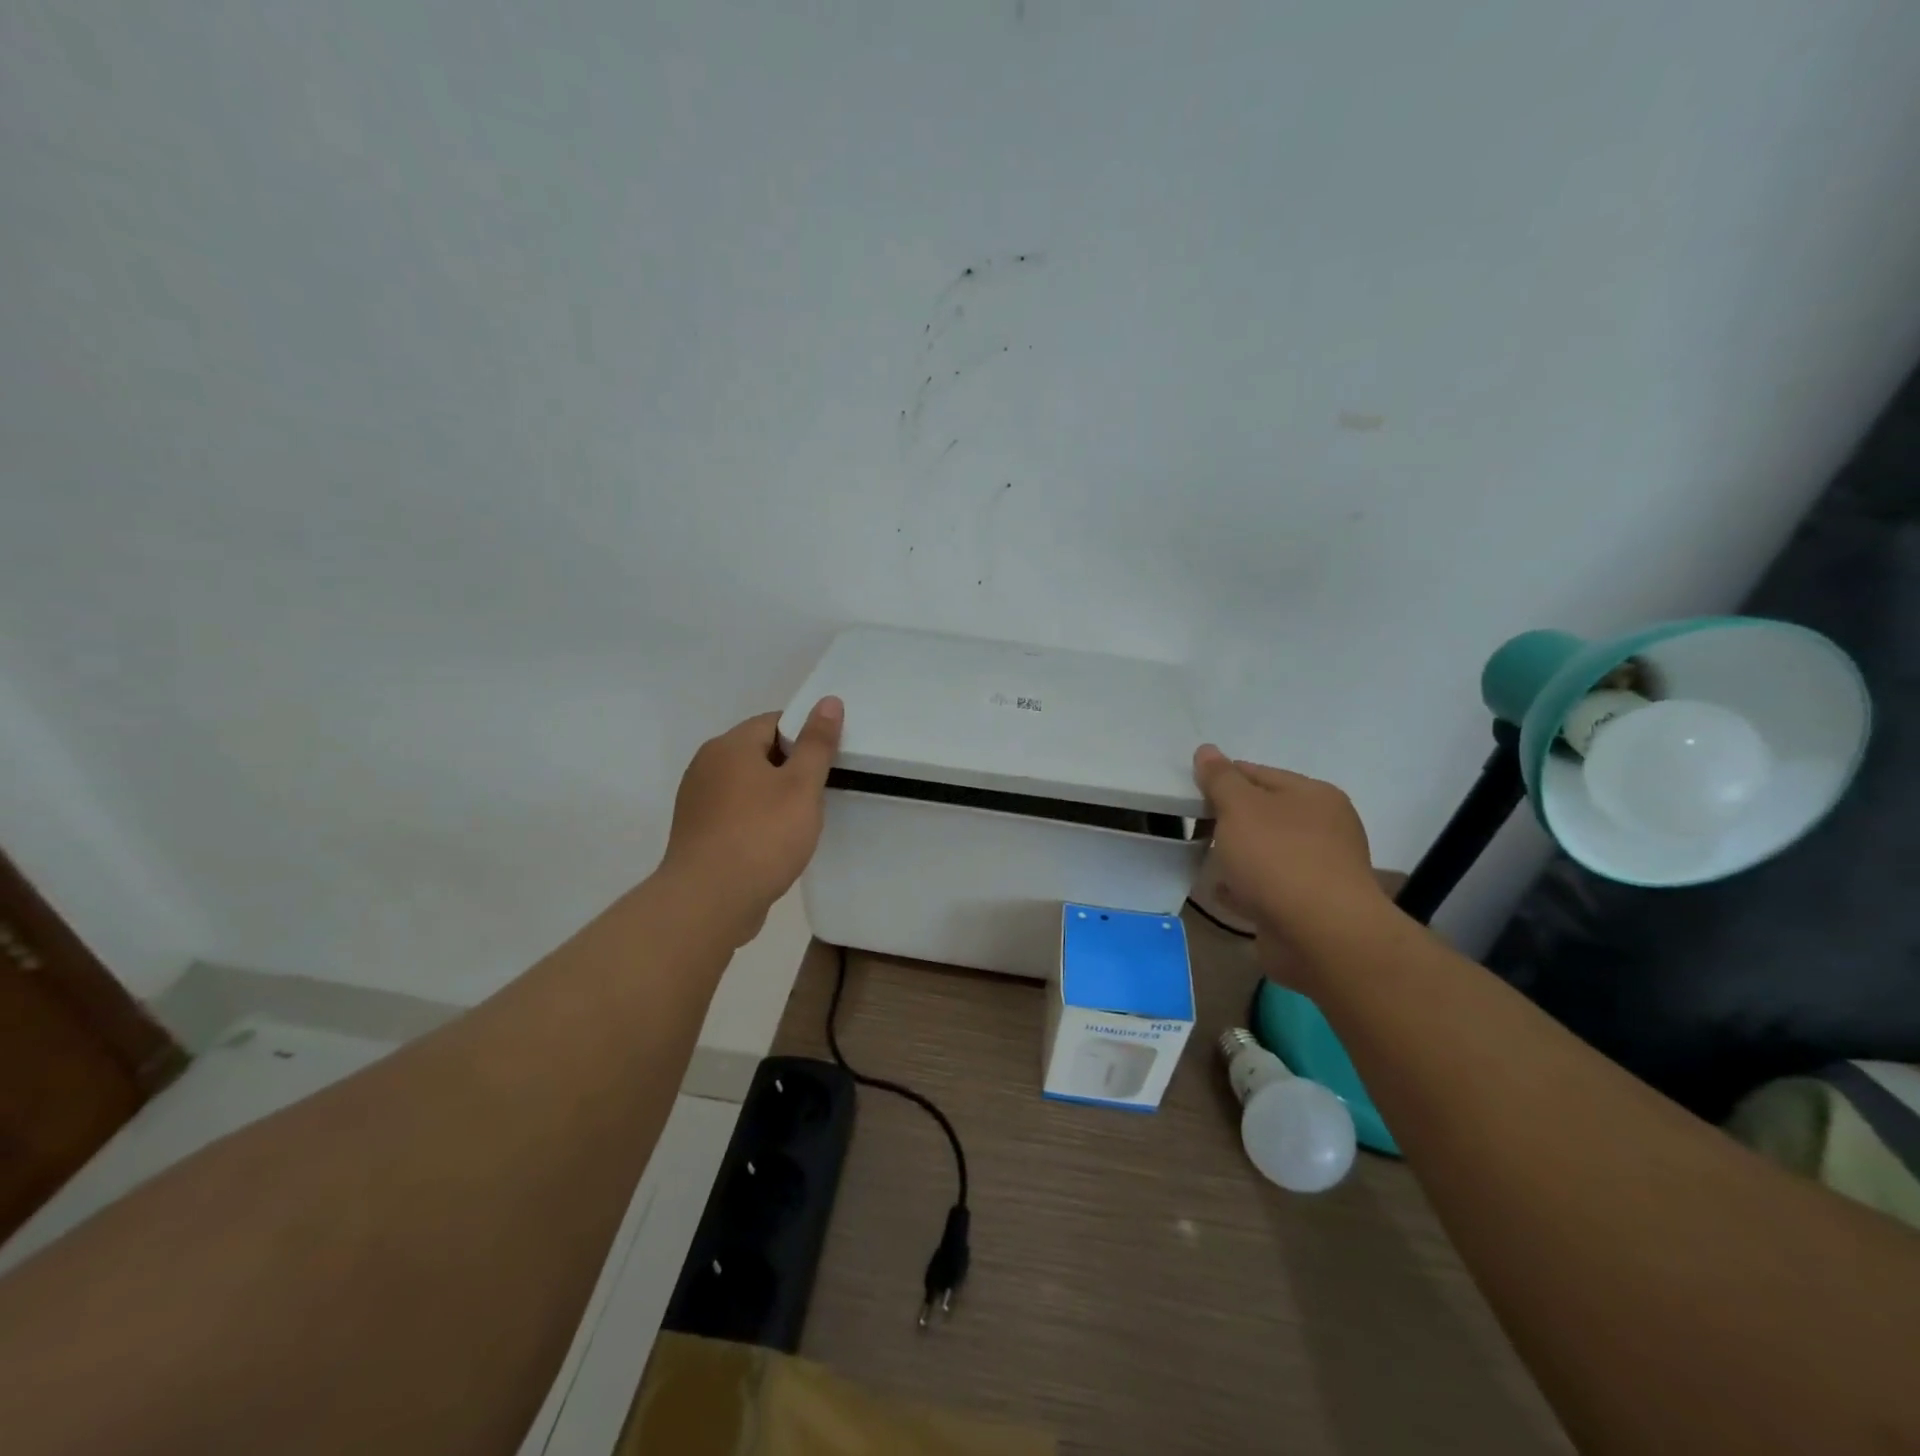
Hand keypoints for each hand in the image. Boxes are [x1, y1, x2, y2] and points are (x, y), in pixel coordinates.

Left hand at [662, 697, 842, 942]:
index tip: (829, 762)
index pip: (774, 721)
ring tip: (801, 821)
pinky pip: (735, 813)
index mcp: (729, 746)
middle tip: (821, 792)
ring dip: (774, 796)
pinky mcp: (697, 833)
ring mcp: (697, 801)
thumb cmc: (762, 836)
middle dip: (791, 768)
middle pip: (759, 752)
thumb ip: (817, 743)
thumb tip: (828, 701)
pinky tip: (774, 844)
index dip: (806, 736)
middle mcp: (706, 766)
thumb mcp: (801, 786)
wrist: (709, 902)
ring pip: (747, 785)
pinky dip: (756, 820)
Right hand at [1192, 745, 1387, 960]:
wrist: (1321, 935)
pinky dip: (1245, 887)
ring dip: (1237, 854)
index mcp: (1314, 796)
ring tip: (1203, 858)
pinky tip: (1221, 891)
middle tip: (1195, 826)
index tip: (1190, 792)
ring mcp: (1318, 870)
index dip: (1223, 779)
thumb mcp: (1240, 807)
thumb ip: (1220, 779)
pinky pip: (1267, 888)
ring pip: (1266, 852)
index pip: (1259, 774)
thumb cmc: (1278, 858)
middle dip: (1229, 819)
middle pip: (1264, 813)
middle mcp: (1323, 828)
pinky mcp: (1308, 907)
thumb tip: (1206, 750)